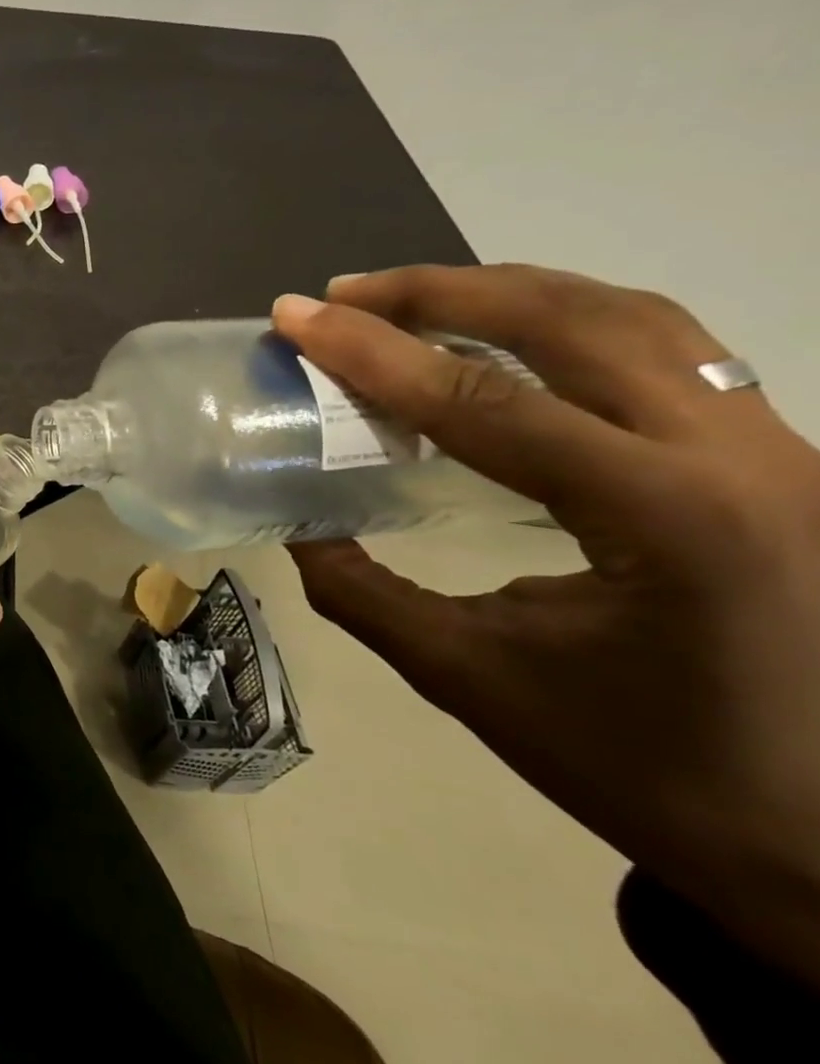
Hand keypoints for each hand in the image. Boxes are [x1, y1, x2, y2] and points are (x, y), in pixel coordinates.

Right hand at [272, 265, 819, 984]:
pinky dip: (563, 320)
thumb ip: (362, 590)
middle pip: (568, 320)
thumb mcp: (469, 677)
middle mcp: (740, 457)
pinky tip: (504, 339)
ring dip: (504, 291)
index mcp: (664, 519)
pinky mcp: (778, 454)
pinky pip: (663, 346)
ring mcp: (778, 447)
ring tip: (408, 300)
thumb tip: (297, 523)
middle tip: (342, 296)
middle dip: (437, 292)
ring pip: (629, 314)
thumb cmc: (646, 771)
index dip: (370, 351)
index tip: (293, 316)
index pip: (483, 400)